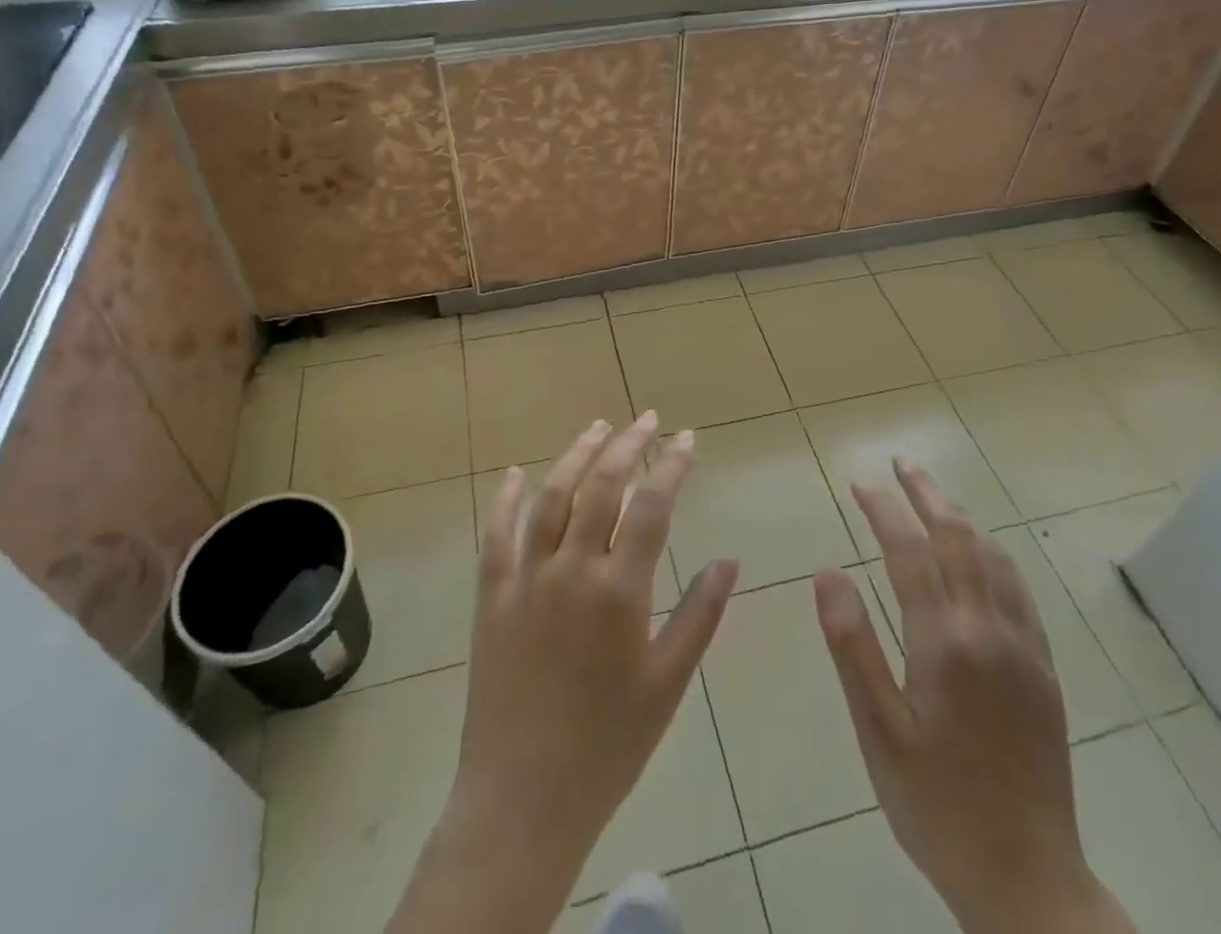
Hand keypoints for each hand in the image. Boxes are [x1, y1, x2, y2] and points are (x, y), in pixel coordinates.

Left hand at [385, 412, 737, 933]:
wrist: (524, 800)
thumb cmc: (608, 745)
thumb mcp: (668, 684)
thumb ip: (700, 615)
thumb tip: (729, 559)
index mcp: (619, 591)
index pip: (652, 506)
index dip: (671, 465)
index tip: (686, 438)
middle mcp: (571, 571)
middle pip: (601, 486)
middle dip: (627, 445)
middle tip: (646, 419)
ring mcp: (525, 580)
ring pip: (550, 497)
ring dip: (575, 456)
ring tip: (597, 428)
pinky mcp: (491, 597)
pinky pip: (495, 536)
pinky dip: (504, 500)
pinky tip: (514, 475)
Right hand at [813, 460, 1133, 933]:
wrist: (1027, 880)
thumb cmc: (935, 805)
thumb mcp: (878, 733)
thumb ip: (853, 647)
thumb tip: (828, 573)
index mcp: (944, 643)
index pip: (908, 551)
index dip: (882, 509)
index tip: (859, 482)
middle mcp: (989, 630)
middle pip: (959, 538)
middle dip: (927, 493)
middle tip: (900, 463)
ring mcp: (1024, 648)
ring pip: (995, 558)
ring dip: (962, 517)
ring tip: (934, 497)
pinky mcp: (1045, 670)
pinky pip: (1019, 591)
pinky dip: (994, 555)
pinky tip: (982, 556)